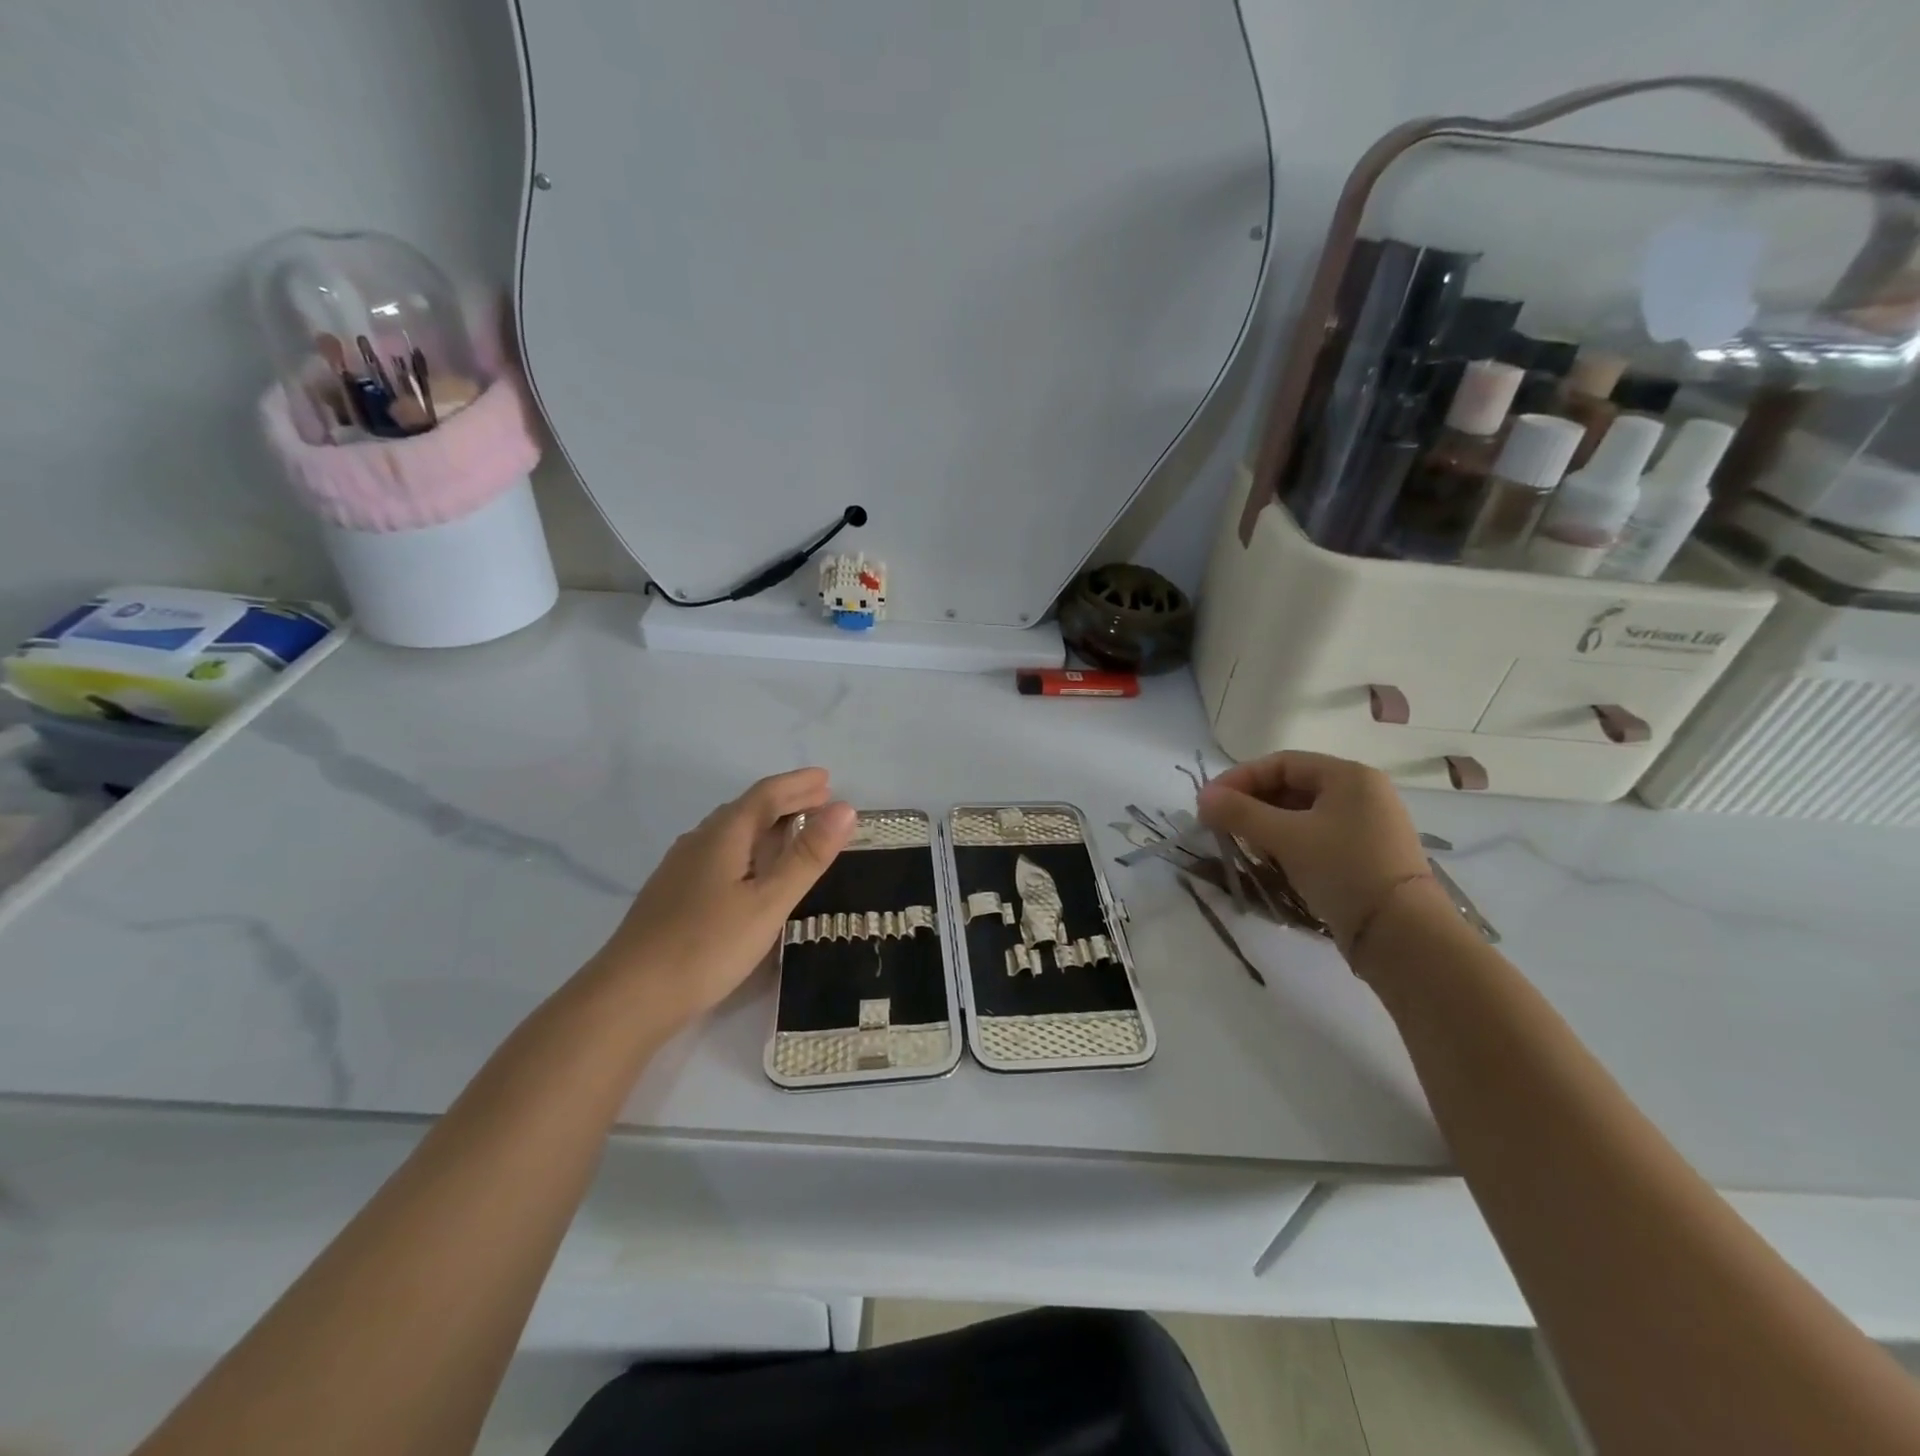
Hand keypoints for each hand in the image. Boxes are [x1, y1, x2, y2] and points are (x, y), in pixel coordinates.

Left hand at [594, 768, 856, 1023]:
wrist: (628, 997)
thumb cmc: (706, 946)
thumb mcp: (768, 903)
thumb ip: (806, 856)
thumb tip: (845, 808)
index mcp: (723, 836)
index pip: (766, 794)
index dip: (798, 784)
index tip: (828, 778)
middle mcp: (699, 841)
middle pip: (746, 809)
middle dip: (785, 801)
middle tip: (820, 800)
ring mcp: (680, 868)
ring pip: (730, 832)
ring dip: (766, 824)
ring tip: (793, 830)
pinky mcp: (672, 894)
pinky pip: (718, 853)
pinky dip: (748, 848)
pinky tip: (749, 870)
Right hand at [1197, 752, 1433, 955]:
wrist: (1403, 935)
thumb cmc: (1343, 870)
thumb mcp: (1286, 837)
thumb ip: (1240, 812)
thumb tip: (1202, 797)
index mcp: (1349, 776)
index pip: (1282, 762)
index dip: (1240, 778)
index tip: (1209, 802)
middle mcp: (1362, 793)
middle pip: (1292, 786)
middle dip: (1251, 803)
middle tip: (1219, 824)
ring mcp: (1367, 826)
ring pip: (1303, 814)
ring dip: (1267, 824)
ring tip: (1241, 843)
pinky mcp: (1366, 855)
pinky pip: (1317, 836)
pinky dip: (1288, 842)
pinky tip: (1271, 860)